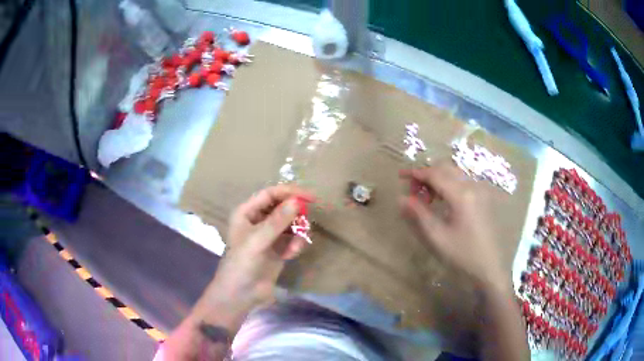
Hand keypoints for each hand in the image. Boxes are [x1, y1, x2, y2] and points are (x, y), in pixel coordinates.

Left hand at [209, 185, 314, 312]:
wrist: (241, 295)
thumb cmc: (241, 265)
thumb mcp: (257, 241)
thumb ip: (277, 222)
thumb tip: (297, 202)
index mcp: (247, 212)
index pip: (271, 194)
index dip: (290, 192)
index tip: (309, 197)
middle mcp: (258, 220)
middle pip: (283, 207)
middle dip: (295, 215)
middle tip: (304, 226)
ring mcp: (269, 235)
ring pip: (291, 223)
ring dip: (297, 233)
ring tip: (294, 248)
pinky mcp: (278, 249)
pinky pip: (293, 238)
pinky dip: (296, 244)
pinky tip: (290, 256)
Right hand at [400, 163, 506, 287]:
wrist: (489, 267)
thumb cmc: (462, 254)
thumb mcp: (437, 237)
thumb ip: (419, 215)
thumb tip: (401, 198)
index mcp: (461, 195)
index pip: (435, 174)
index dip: (416, 173)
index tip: (401, 176)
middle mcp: (472, 186)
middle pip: (445, 168)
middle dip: (427, 174)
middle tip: (413, 191)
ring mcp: (480, 191)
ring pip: (454, 173)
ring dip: (438, 178)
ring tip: (426, 198)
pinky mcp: (483, 197)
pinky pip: (463, 181)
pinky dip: (449, 183)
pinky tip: (443, 200)